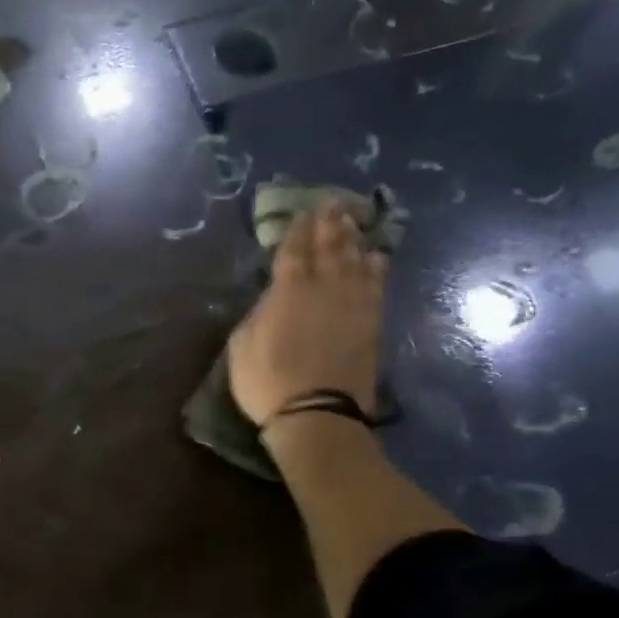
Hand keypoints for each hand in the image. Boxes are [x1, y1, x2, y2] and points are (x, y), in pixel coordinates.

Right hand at [227, 202, 386, 427]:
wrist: (317, 415)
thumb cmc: (268, 381)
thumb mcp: (242, 345)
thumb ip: (257, 313)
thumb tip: (271, 296)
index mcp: (289, 290)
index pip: (294, 249)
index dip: (298, 229)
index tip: (302, 212)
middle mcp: (325, 287)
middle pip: (330, 246)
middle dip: (330, 223)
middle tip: (333, 203)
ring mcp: (353, 303)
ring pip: (356, 259)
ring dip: (354, 237)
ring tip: (353, 220)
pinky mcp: (372, 322)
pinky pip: (377, 284)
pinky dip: (376, 267)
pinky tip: (376, 256)